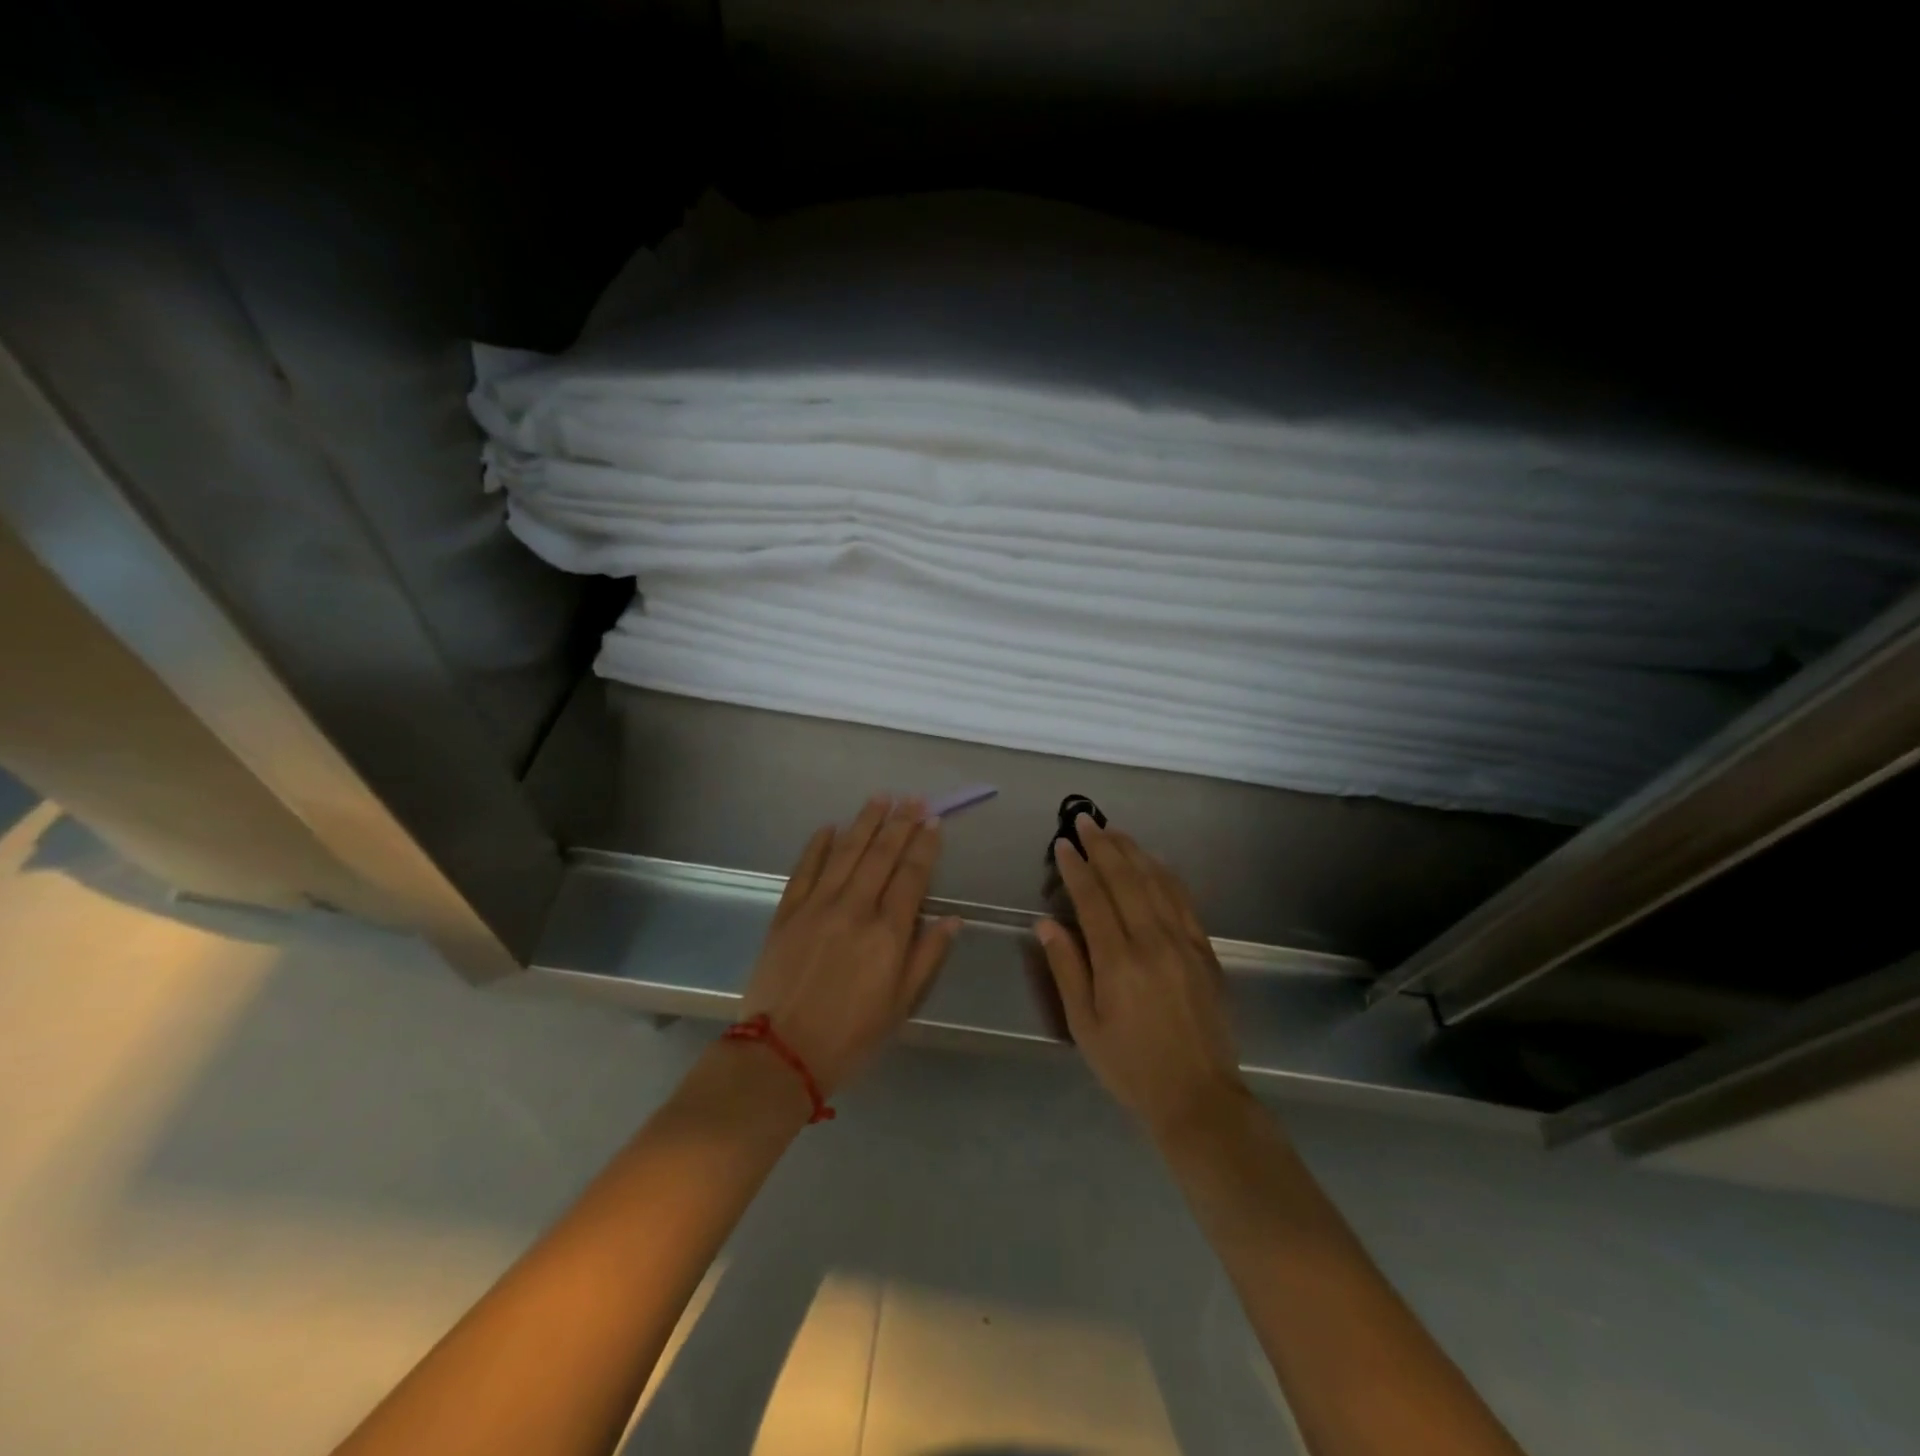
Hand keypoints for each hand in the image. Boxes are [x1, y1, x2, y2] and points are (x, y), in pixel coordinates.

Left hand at [739, 796, 961, 1095]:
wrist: (780, 1054)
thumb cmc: (850, 1037)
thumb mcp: (900, 1006)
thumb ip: (927, 957)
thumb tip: (953, 920)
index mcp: (887, 933)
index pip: (911, 876)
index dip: (925, 846)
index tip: (934, 822)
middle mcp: (854, 908)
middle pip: (881, 855)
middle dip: (900, 823)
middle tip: (913, 798)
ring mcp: (816, 906)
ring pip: (845, 852)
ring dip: (864, 822)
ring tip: (880, 797)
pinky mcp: (786, 912)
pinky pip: (804, 869)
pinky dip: (817, 846)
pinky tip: (829, 827)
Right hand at [1036, 814, 1248, 1137]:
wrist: (1198, 1096)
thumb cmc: (1130, 1066)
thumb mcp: (1084, 1026)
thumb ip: (1066, 969)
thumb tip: (1046, 923)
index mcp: (1119, 962)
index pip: (1093, 899)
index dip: (1076, 867)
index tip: (1063, 844)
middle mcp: (1153, 942)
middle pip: (1126, 880)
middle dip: (1103, 846)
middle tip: (1085, 821)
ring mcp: (1184, 943)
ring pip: (1157, 882)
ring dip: (1133, 852)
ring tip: (1113, 830)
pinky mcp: (1204, 951)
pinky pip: (1184, 900)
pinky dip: (1165, 874)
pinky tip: (1154, 861)